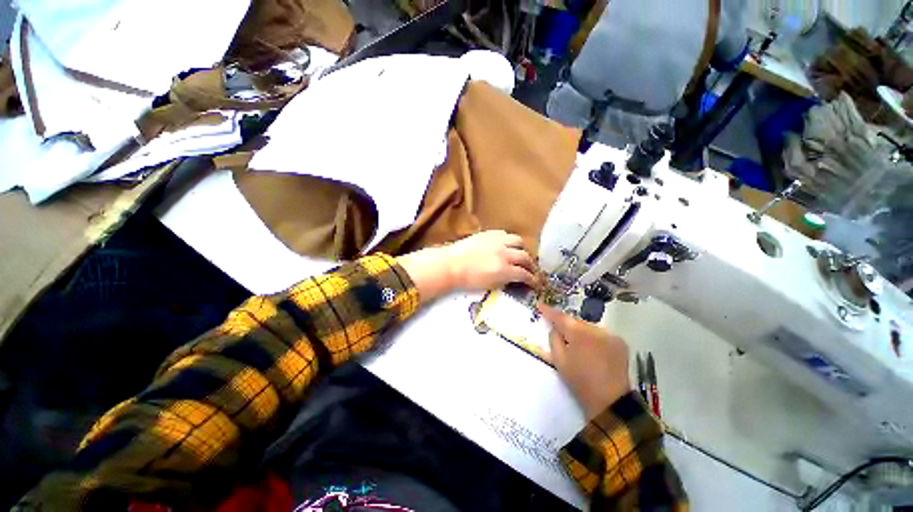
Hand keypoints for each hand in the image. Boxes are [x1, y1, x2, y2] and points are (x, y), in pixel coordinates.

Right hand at [397, 230, 538, 300]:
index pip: (510, 238)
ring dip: (531, 267)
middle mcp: (502, 242)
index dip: (515, 248)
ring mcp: (505, 256)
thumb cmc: (453, 258)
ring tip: (535, 276)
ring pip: (526, 259)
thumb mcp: (473, 245)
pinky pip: (524, 274)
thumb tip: (490, 256)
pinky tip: (535, 285)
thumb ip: (485, 247)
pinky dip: (532, 279)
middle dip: (526, 256)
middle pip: (521, 246)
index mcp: (492, 235)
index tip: (517, 255)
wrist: (450, 266)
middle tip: (529, 266)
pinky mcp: (506, 270)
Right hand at [539, 305, 630, 419]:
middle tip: (559, 332)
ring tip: (578, 347)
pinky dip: (597, 341)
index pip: (561, 318)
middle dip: (569, 325)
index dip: (549, 311)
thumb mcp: (560, 364)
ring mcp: (611, 335)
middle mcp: (596, 329)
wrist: (609, 397)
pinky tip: (595, 353)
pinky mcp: (621, 343)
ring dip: (584, 334)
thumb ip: (554, 342)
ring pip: (592, 329)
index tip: (540, 304)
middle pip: (578, 322)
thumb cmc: (580, 383)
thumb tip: (554, 330)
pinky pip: (604, 337)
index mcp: (579, 334)